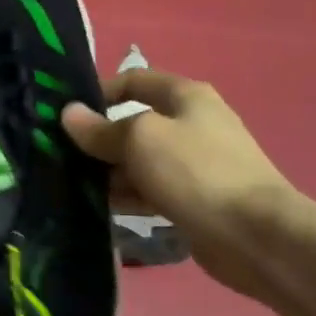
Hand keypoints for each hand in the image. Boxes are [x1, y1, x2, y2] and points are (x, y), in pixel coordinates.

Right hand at [62, 68, 296, 298]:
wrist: (254, 235)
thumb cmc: (195, 172)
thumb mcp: (140, 140)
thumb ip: (100, 129)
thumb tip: (68, 113)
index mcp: (186, 97)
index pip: (134, 80)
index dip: (99, 93)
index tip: (66, 116)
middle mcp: (191, 124)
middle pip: (134, 124)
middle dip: (98, 139)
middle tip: (60, 157)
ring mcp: (194, 164)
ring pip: (139, 161)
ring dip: (108, 172)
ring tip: (71, 187)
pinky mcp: (193, 199)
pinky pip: (150, 191)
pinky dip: (127, 196)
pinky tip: (99, 209)